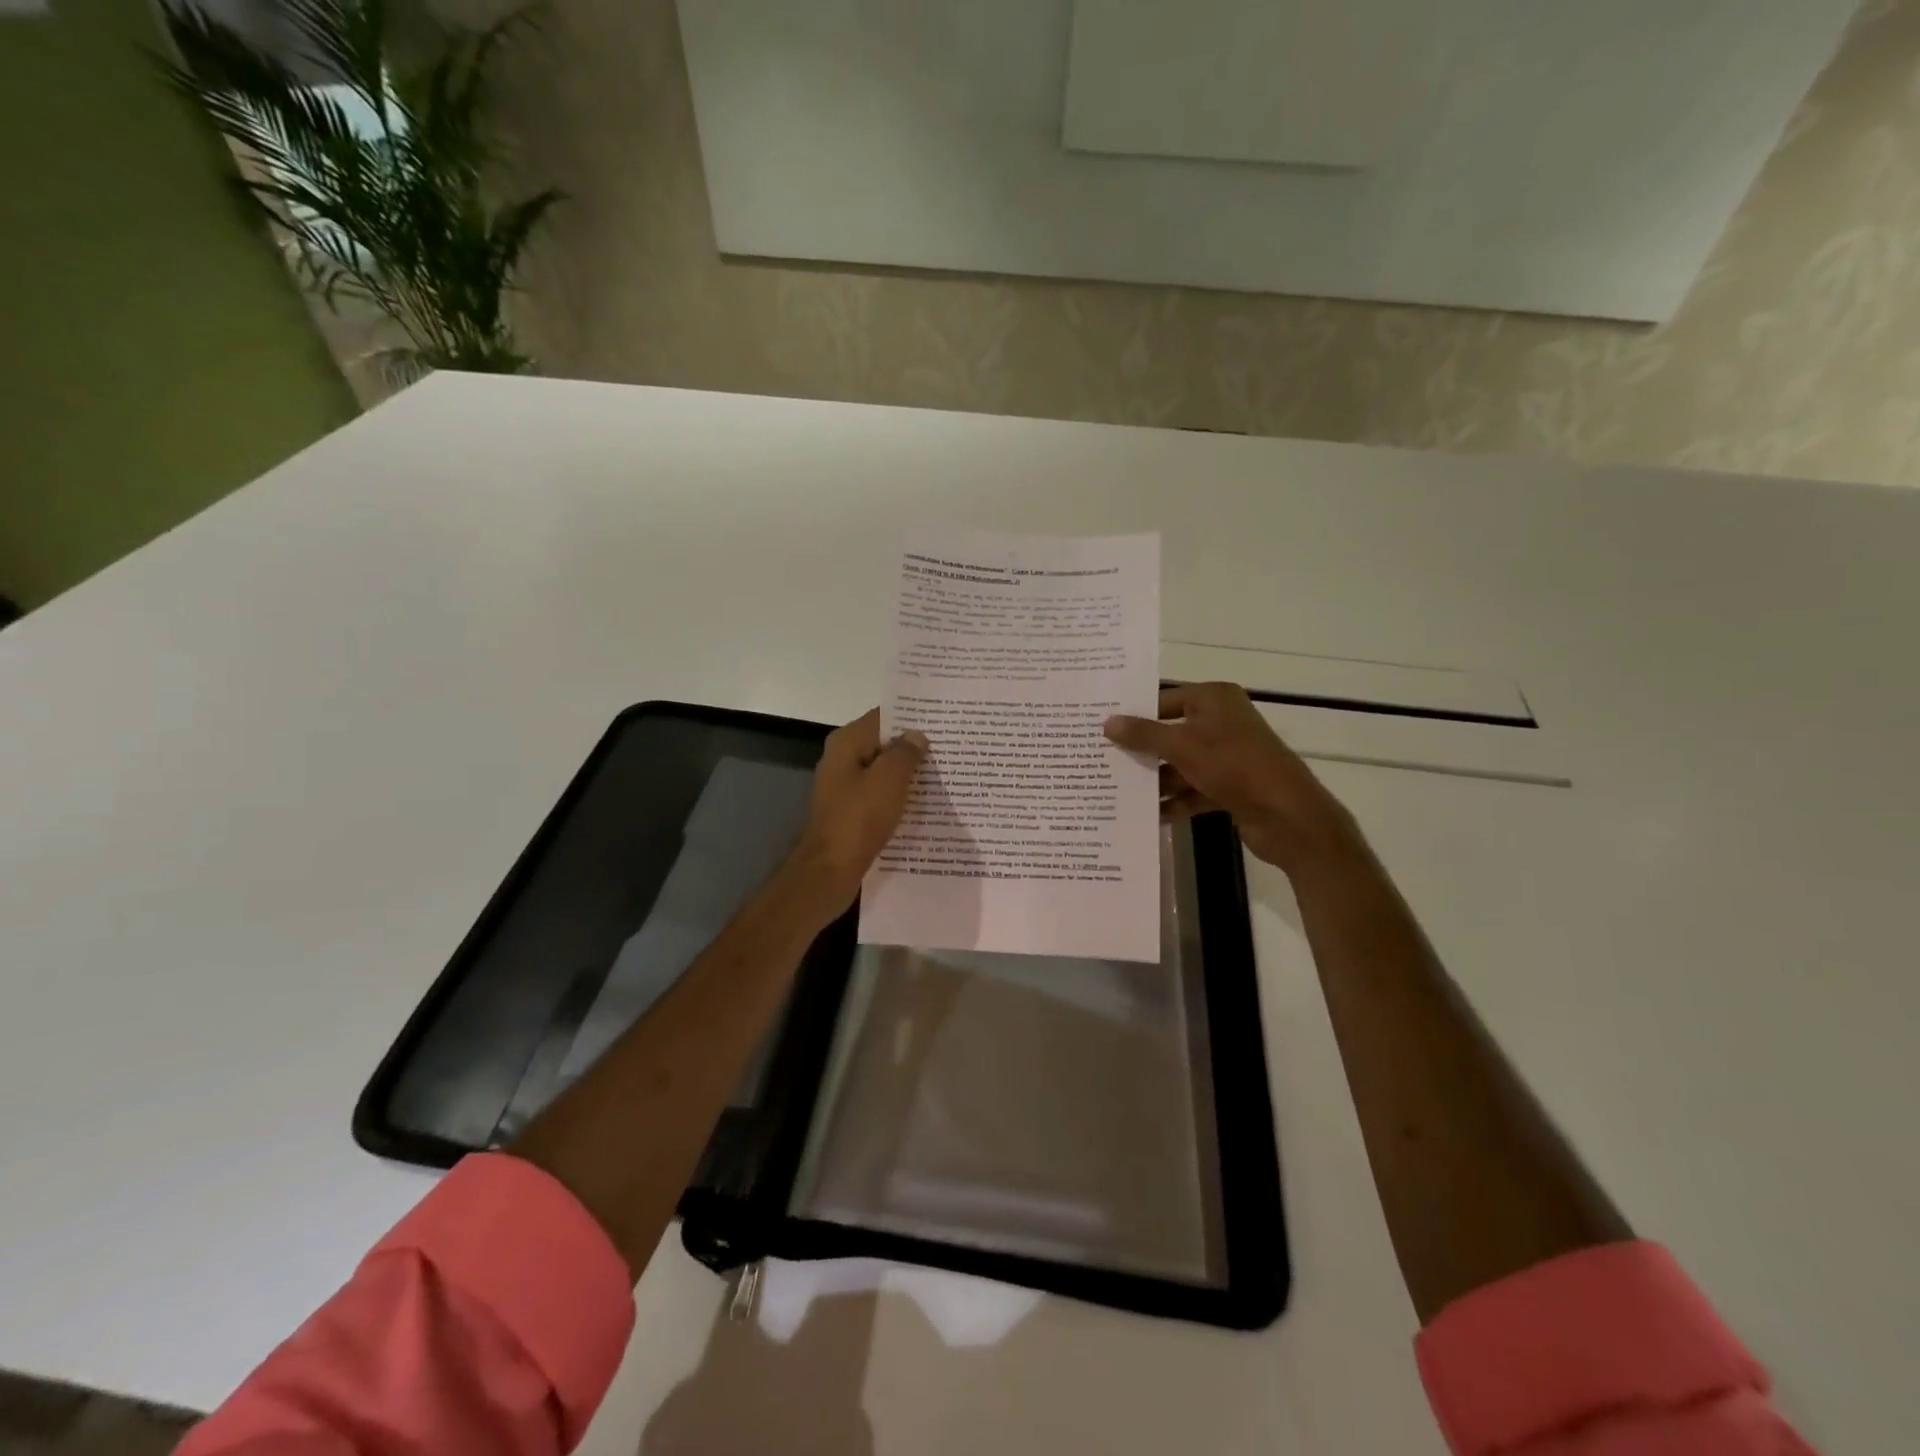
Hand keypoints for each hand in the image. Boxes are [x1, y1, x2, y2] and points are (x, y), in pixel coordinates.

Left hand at [788, 708, 927, 917]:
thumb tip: (916, 735)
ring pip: (883, 772)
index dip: (912, 717)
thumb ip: (905, 753)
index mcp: (847, 743)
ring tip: (945, 774)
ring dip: (908, 774)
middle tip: (951, 747)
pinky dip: (899, 797)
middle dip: (914, 746)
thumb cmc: (858, 818)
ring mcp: (845, 788)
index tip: (942, 720)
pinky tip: (925, 804)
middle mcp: (842, 760)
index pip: (883, 716)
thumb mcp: (889, 779)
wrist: (830, 870)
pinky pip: (880, 796)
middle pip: (883, 744)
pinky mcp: (851, 813)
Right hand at [1104, 682, 1357, 871]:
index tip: (1102, 730)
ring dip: (1155, 780)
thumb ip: (1143, 734)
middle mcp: (1221, 722)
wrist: (1288, 816)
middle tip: (1102, 761)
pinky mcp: (1230, 786)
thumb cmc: (1233, 766)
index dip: (1135, 715)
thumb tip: (1107, 722)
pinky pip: (1193, 789)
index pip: (1164, 699)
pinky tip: (1148, 815)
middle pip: (1170, 733)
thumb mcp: (1181, 746)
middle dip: (1140, 750)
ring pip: (1180, 764)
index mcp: (1214, 699)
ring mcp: (1227, 756)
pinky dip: (1174, 801)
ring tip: (1117, 792)